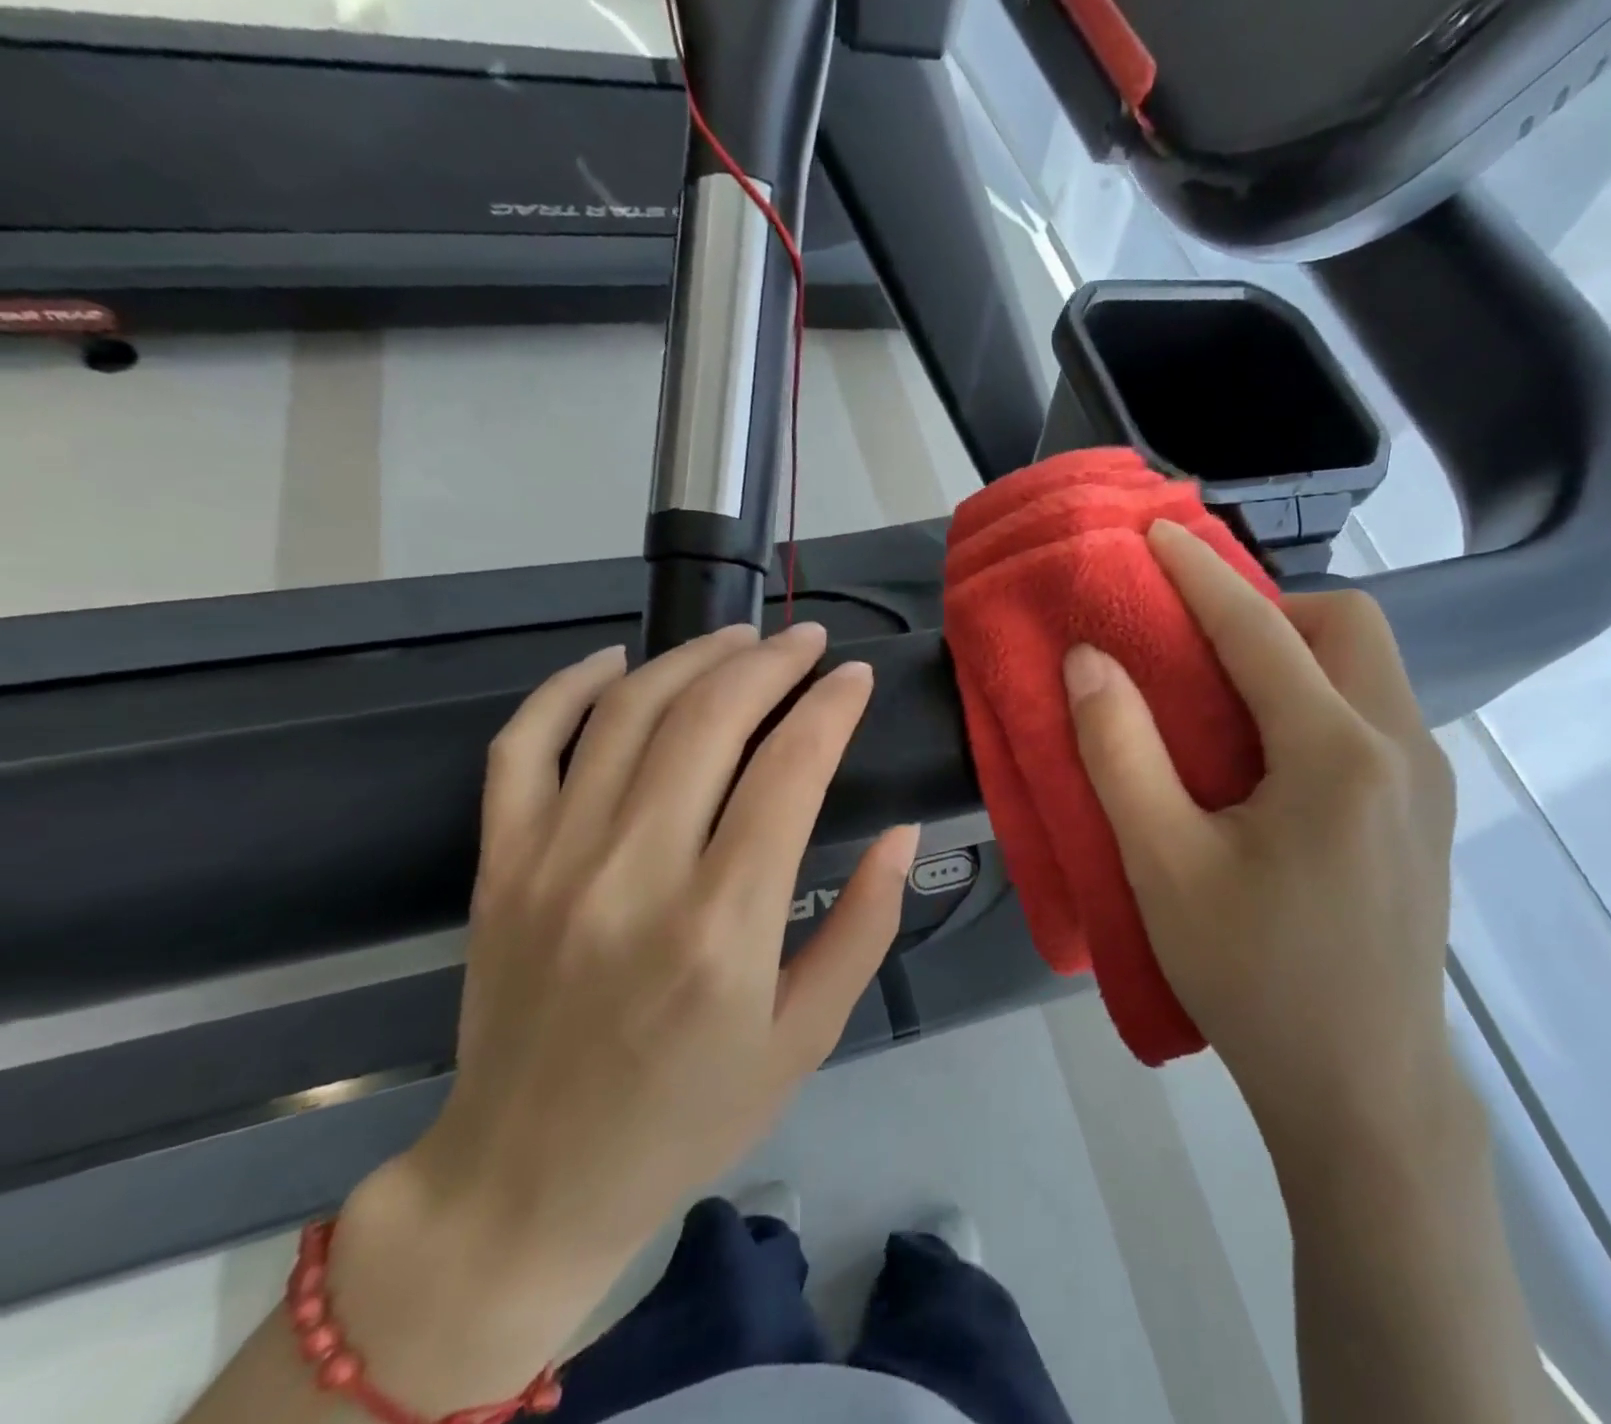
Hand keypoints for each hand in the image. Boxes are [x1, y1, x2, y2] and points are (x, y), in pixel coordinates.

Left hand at [327, 625, 917, 1412]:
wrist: (526, 1182)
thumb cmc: (688, 1116)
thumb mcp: (806, 1038)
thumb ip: (864, 926)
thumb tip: (902, 833)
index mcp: (723, 926)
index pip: (789, 770)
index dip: (832, 707)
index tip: (858, 678)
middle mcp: (635, 874)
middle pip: (709, 719)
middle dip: (771, 661)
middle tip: (808, 641)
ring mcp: (555, 861)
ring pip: (627, 712)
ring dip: (693, 657)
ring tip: (740, 638)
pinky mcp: (500, 865)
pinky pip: (523, 745)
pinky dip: (569, 687)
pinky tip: (616, 661)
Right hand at [1064, 521, 1457, 1181]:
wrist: (1362, 1090)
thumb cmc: (1252, 977)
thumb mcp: (1163, 865)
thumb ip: (1120, 752)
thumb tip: (1089, 661)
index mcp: (1338, 754)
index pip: (1262, 630)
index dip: (1199, 576)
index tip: (1155, 534)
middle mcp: (1401, 748)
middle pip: (1346, 627)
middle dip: (1267, 608)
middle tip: (1194, 643)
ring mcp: (1426, 781)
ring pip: (1368, 668)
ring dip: (1293, 652)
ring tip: (1220, 693)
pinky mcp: (1424, 814)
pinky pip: (1371, 714)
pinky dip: (1314, 696)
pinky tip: (1263, 755)